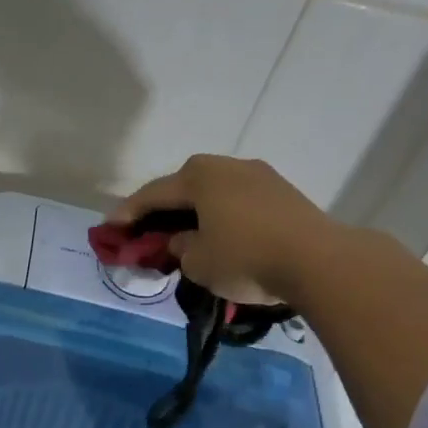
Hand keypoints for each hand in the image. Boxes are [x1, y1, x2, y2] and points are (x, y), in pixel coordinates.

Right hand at [108, 154, 344, 303]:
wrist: (319, 261)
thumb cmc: (245, 257)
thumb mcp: (197, 261)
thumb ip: (179, 247)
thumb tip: (183, 240)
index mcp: (198, 176)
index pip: (152, 194)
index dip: (127, 213)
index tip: (109, 228)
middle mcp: (227, 166)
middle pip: (182, 187)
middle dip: (160, 209)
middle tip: (144, 230)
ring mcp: (259, 176)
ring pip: (212, 193)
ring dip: (193, 212)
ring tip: (181, 234)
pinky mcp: (282, 193)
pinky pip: (236, 201)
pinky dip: (219, 215)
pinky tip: (217, 234)